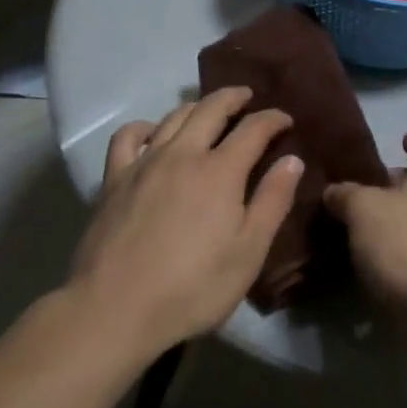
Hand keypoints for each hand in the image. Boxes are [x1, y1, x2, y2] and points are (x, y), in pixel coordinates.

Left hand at [69, 87, 301, 356]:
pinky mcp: (114, 179)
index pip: (253, 128)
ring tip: (208, 110)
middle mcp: (184, 154)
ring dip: (197, 106)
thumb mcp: (248, 253)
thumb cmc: (192, 288)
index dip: (273, 118)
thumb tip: (292, 159)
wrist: (114, 310)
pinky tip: (153, 134)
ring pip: (174, 116)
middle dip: (234, 98)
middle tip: (247, 97)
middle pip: (211, 108)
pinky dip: (145, 126)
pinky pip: (128, 136)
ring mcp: (145, 162)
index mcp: (221, 171)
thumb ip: (272, 201)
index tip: (286, 119)